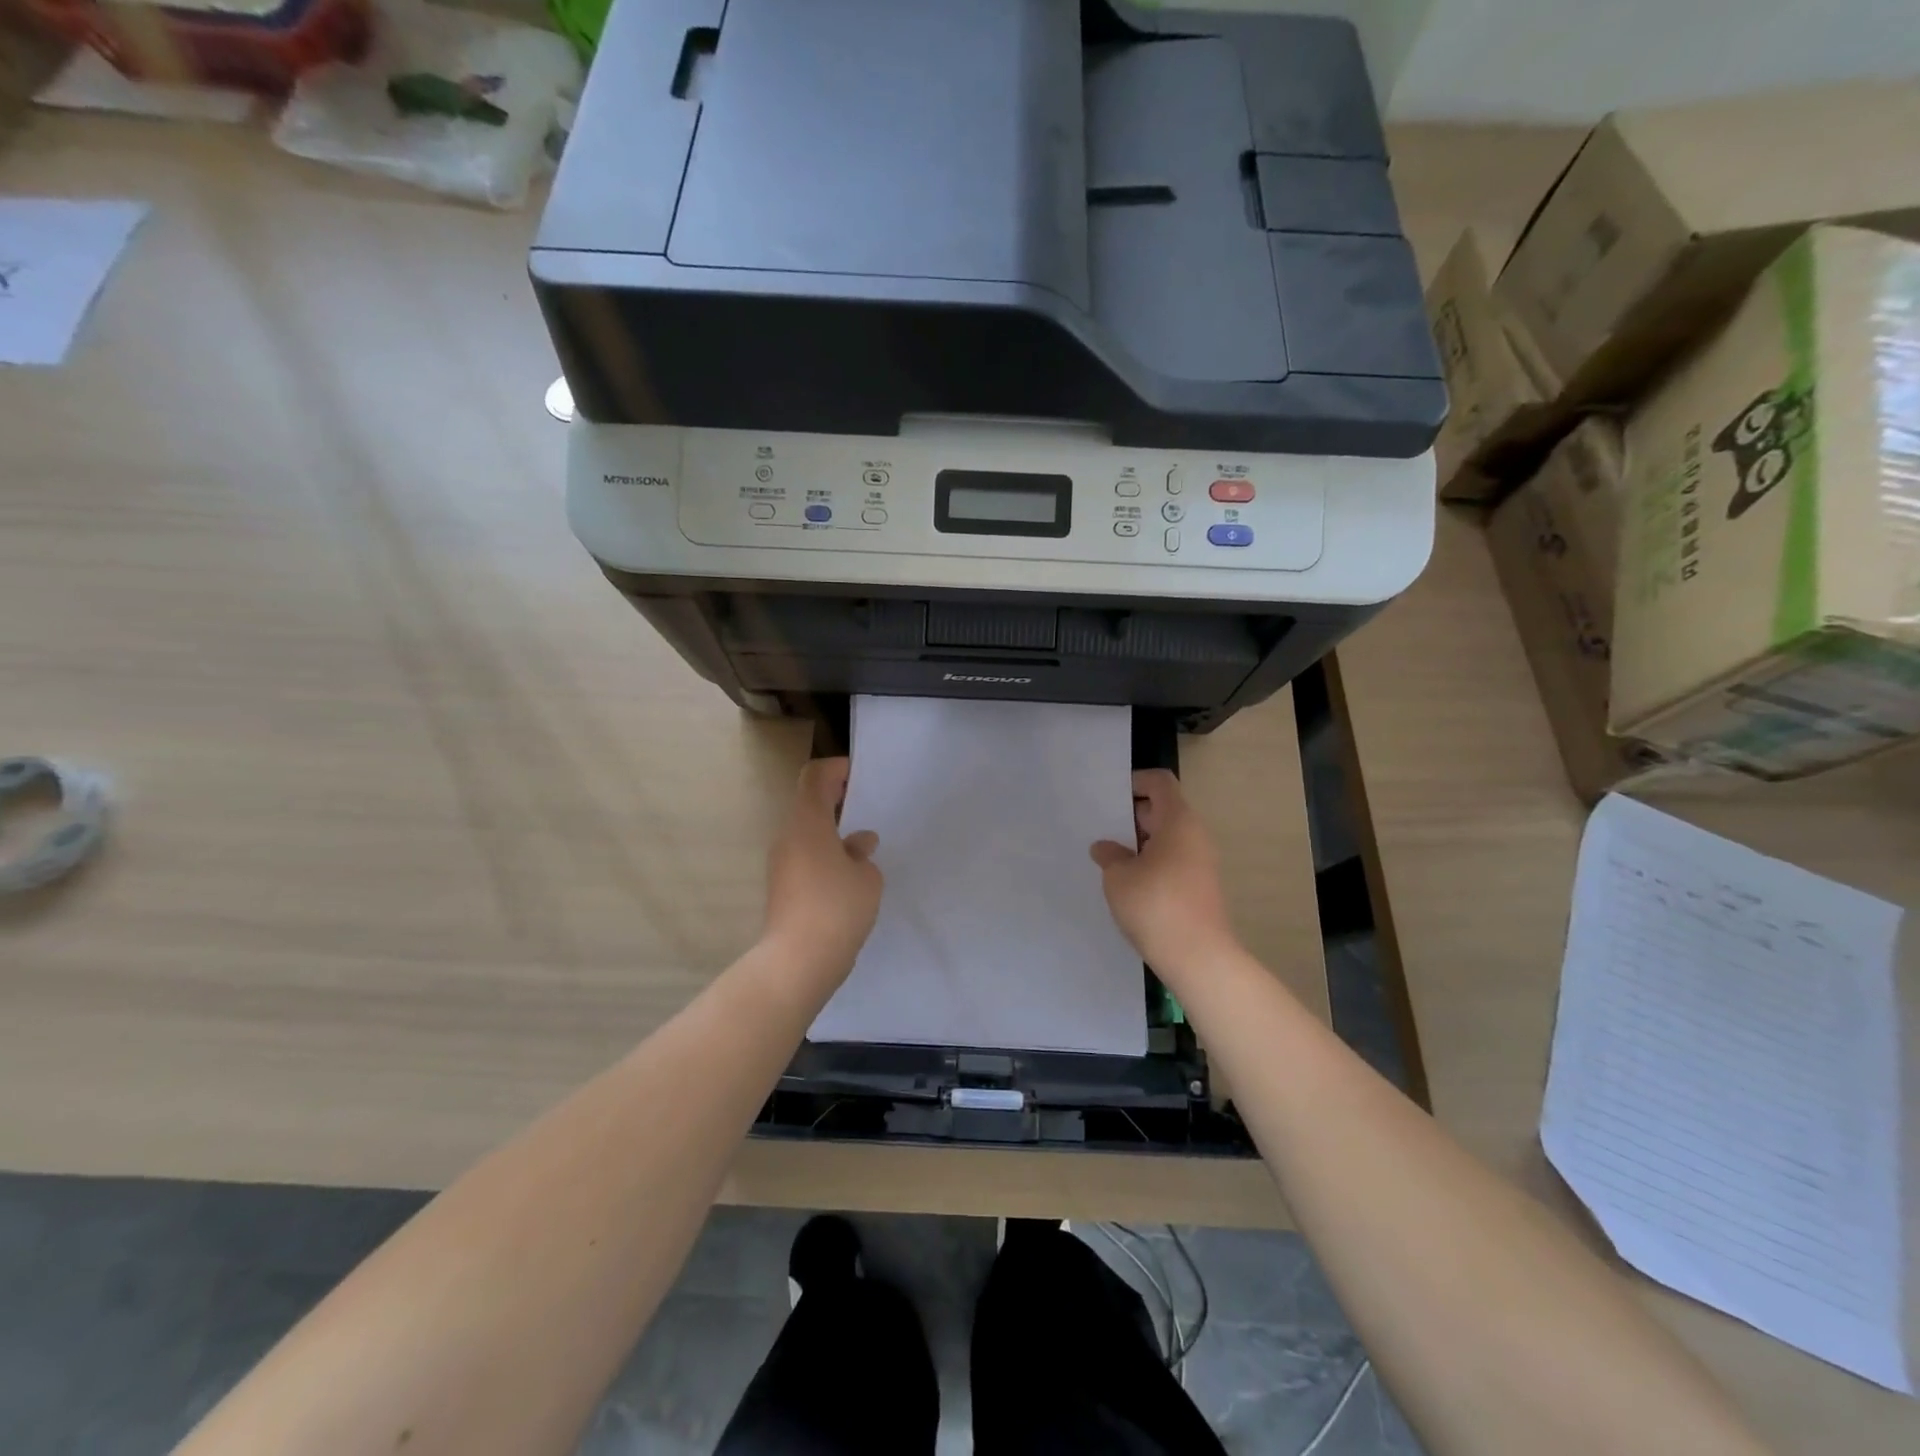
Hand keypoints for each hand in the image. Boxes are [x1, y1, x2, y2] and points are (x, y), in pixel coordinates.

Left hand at [762, 758, 883, 982]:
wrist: (798, 962)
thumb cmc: (837, 908)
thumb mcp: (867, 878)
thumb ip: (862, 855)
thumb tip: (857, 844)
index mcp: (808, 823)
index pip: (814, 777)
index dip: (835, 769)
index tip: (858, 776)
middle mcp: (788, 838)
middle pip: (809, 806)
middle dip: (837, 803)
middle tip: (866, 810)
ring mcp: (781, 865)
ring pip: (807, 836)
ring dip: (832, 835)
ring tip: (863, 849)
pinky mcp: (782, 890)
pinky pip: (805, 860)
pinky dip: (825, 858)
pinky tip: (850, 878)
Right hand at [1090, 769, 1237, 975]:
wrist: (1199, 957)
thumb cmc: (1155, 905)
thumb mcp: (1118, 877)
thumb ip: (1109, 856)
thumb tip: (1106, 848)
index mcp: (1178, 821)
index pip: (1160, 783)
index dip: (1135, 782)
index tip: (1109, 796)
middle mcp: (1195, 835)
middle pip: (1163, 810)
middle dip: (1131, 816)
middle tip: (1100, 828)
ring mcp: (1201, 862)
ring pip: (1167, 838)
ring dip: (1139, 843)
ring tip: (1109, 857)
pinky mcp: (1200, 887)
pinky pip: (1172, 861)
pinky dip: (1151, 863)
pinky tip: (1128, 883)